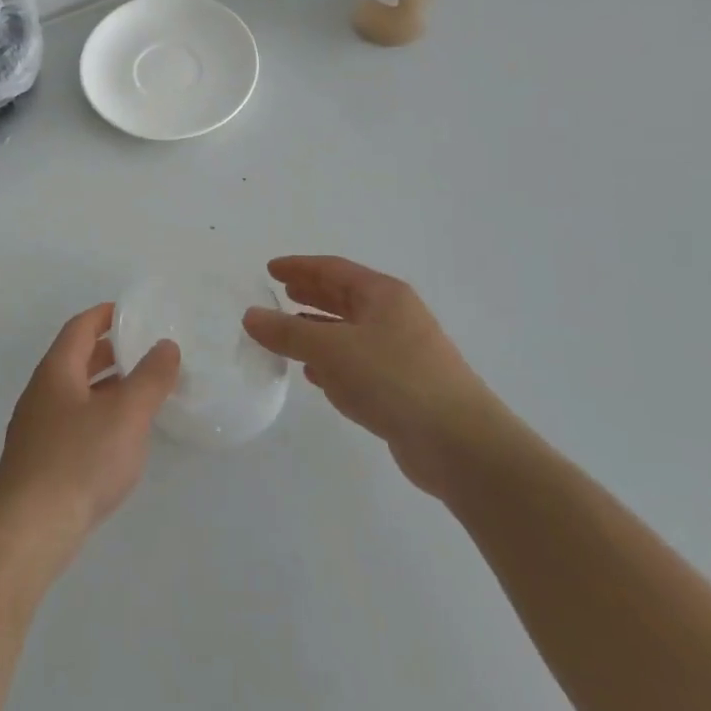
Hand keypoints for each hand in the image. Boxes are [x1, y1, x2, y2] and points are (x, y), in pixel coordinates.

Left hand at [0, 303, 179, 566]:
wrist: (29, 528)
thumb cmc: (79, 460)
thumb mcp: (126, 414)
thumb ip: (150, 378)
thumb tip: (166, 345)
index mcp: (56, 370)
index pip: (80, 327)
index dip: (105, 315)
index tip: (132, 312)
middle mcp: (42, 392)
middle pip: (76, 359)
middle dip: (110, 351)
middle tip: (145, 350)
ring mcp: (37, 427)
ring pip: (76, 392)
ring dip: (107, 385)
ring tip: (141, 391)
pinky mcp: (41, 459)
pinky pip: (74, 421)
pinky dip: (99, 415)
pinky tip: (120, 436)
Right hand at [243, 256, 506, 496]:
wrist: (460, 444)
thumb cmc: (394, 379)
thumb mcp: (332, 349)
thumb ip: (288, 332)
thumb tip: (251, 316)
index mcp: (383, 295)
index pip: (333, 269)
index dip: (300, 267)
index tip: (270, 269)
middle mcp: (394, 318)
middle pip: (344, 298)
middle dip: (311, 295)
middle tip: (279, 293)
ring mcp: (401, 354)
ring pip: (350, 333)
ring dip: (319, 331)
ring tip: (287, 333)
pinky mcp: (402, 388)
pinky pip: (358, 365)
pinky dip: (334, 364)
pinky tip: (315, 376)